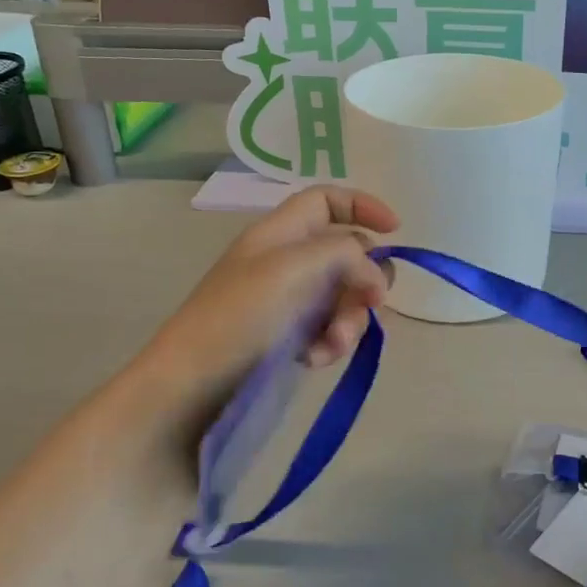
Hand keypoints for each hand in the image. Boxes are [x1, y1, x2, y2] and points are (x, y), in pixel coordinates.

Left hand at [140, 186, 397, 404]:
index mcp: (281, 233)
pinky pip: (330, 331)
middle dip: (364, 280)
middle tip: (370, 303)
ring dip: (349, 320)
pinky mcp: (291, 338)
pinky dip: (331, 343)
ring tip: (332, 345)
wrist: (191, 386)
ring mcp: (290, 301)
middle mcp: (289, 261)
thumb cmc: (237, 316)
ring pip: (346, 298)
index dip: (362, 206)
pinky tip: (315, 360)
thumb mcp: (290, 269)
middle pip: (348, 255)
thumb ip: (344, 256)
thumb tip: (376, 278)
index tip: (395, 230)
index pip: (326, 200)